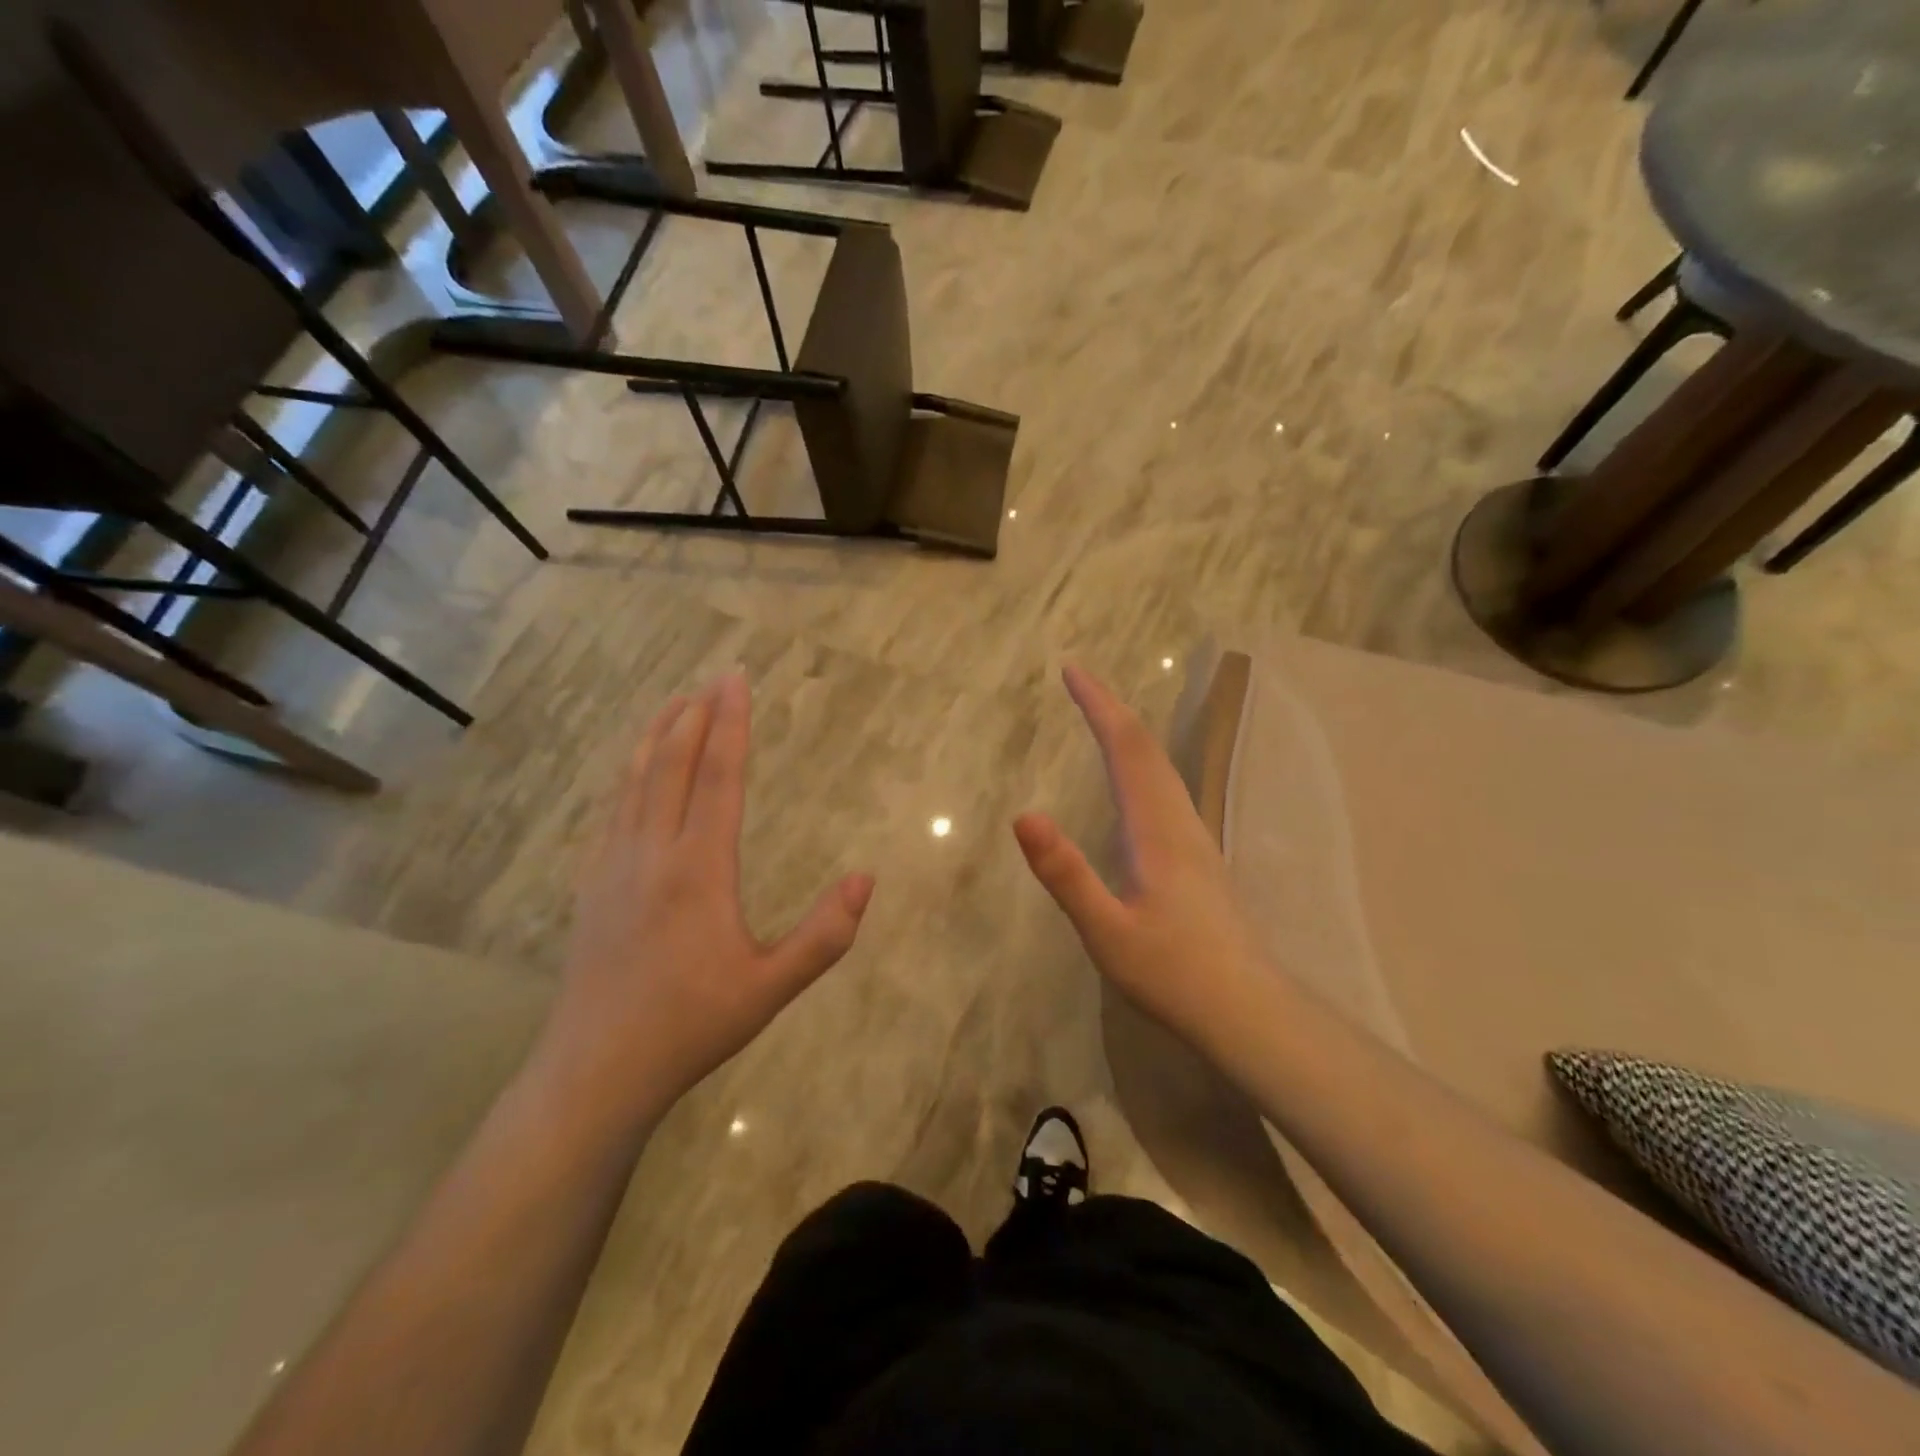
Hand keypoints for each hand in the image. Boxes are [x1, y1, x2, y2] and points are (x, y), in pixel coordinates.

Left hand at [538, 672, 874, 1129]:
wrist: (597, 1069)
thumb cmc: (692, 1025)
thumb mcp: (771, 988)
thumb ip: (824, 935)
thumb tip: (866, 878)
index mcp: (699, 869)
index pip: (718, 777)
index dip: (731, 725)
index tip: (737, 681)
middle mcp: (653, 852)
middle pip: (673, 765)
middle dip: (696, 715)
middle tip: (715, 677)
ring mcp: (615, 865)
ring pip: (635, 780)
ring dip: (658, 735)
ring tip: (674, 701)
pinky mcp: (594, 884)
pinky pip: (614, 808)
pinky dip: (629, 773)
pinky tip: (635, 770)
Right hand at [1014, 665, 1267, 1050]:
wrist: (1249, 1012)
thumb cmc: (1174, 975)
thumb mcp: (1107, 931)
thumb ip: (1066, 874)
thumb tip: (1023, 815)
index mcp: (1157, 829)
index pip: (1127, 748)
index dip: (1099, 705)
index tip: (1072, 670)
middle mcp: (1180, 822)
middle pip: (1148, 748)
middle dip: (1111, 708)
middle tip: (1078, 681)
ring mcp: (1195, 839)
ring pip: (1162, 767)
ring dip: (1128, 733)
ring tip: (1100, 717)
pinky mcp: (1198, 858)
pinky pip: (1166, 789)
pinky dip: (1141, 762)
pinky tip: (1134, 780)